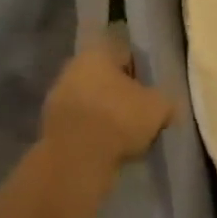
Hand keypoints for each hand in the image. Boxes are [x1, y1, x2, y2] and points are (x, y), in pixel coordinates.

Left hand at [41, 34, 173, 168]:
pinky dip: (93, 134)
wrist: (74, 164)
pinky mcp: (49, 131)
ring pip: (91, 103)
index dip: (141, 69)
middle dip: (121, 93)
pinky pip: (80, 126)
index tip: (152, 87)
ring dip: (106, 115)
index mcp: (96, 53)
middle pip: (105, 78)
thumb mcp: (159, 107)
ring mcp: (56, 101)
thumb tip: (167, 107)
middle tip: (141, 110)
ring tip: (127, 134)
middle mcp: (72, 70)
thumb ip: (166, 101)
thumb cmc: (118, 119)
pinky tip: (109, 148)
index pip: (124, 52)